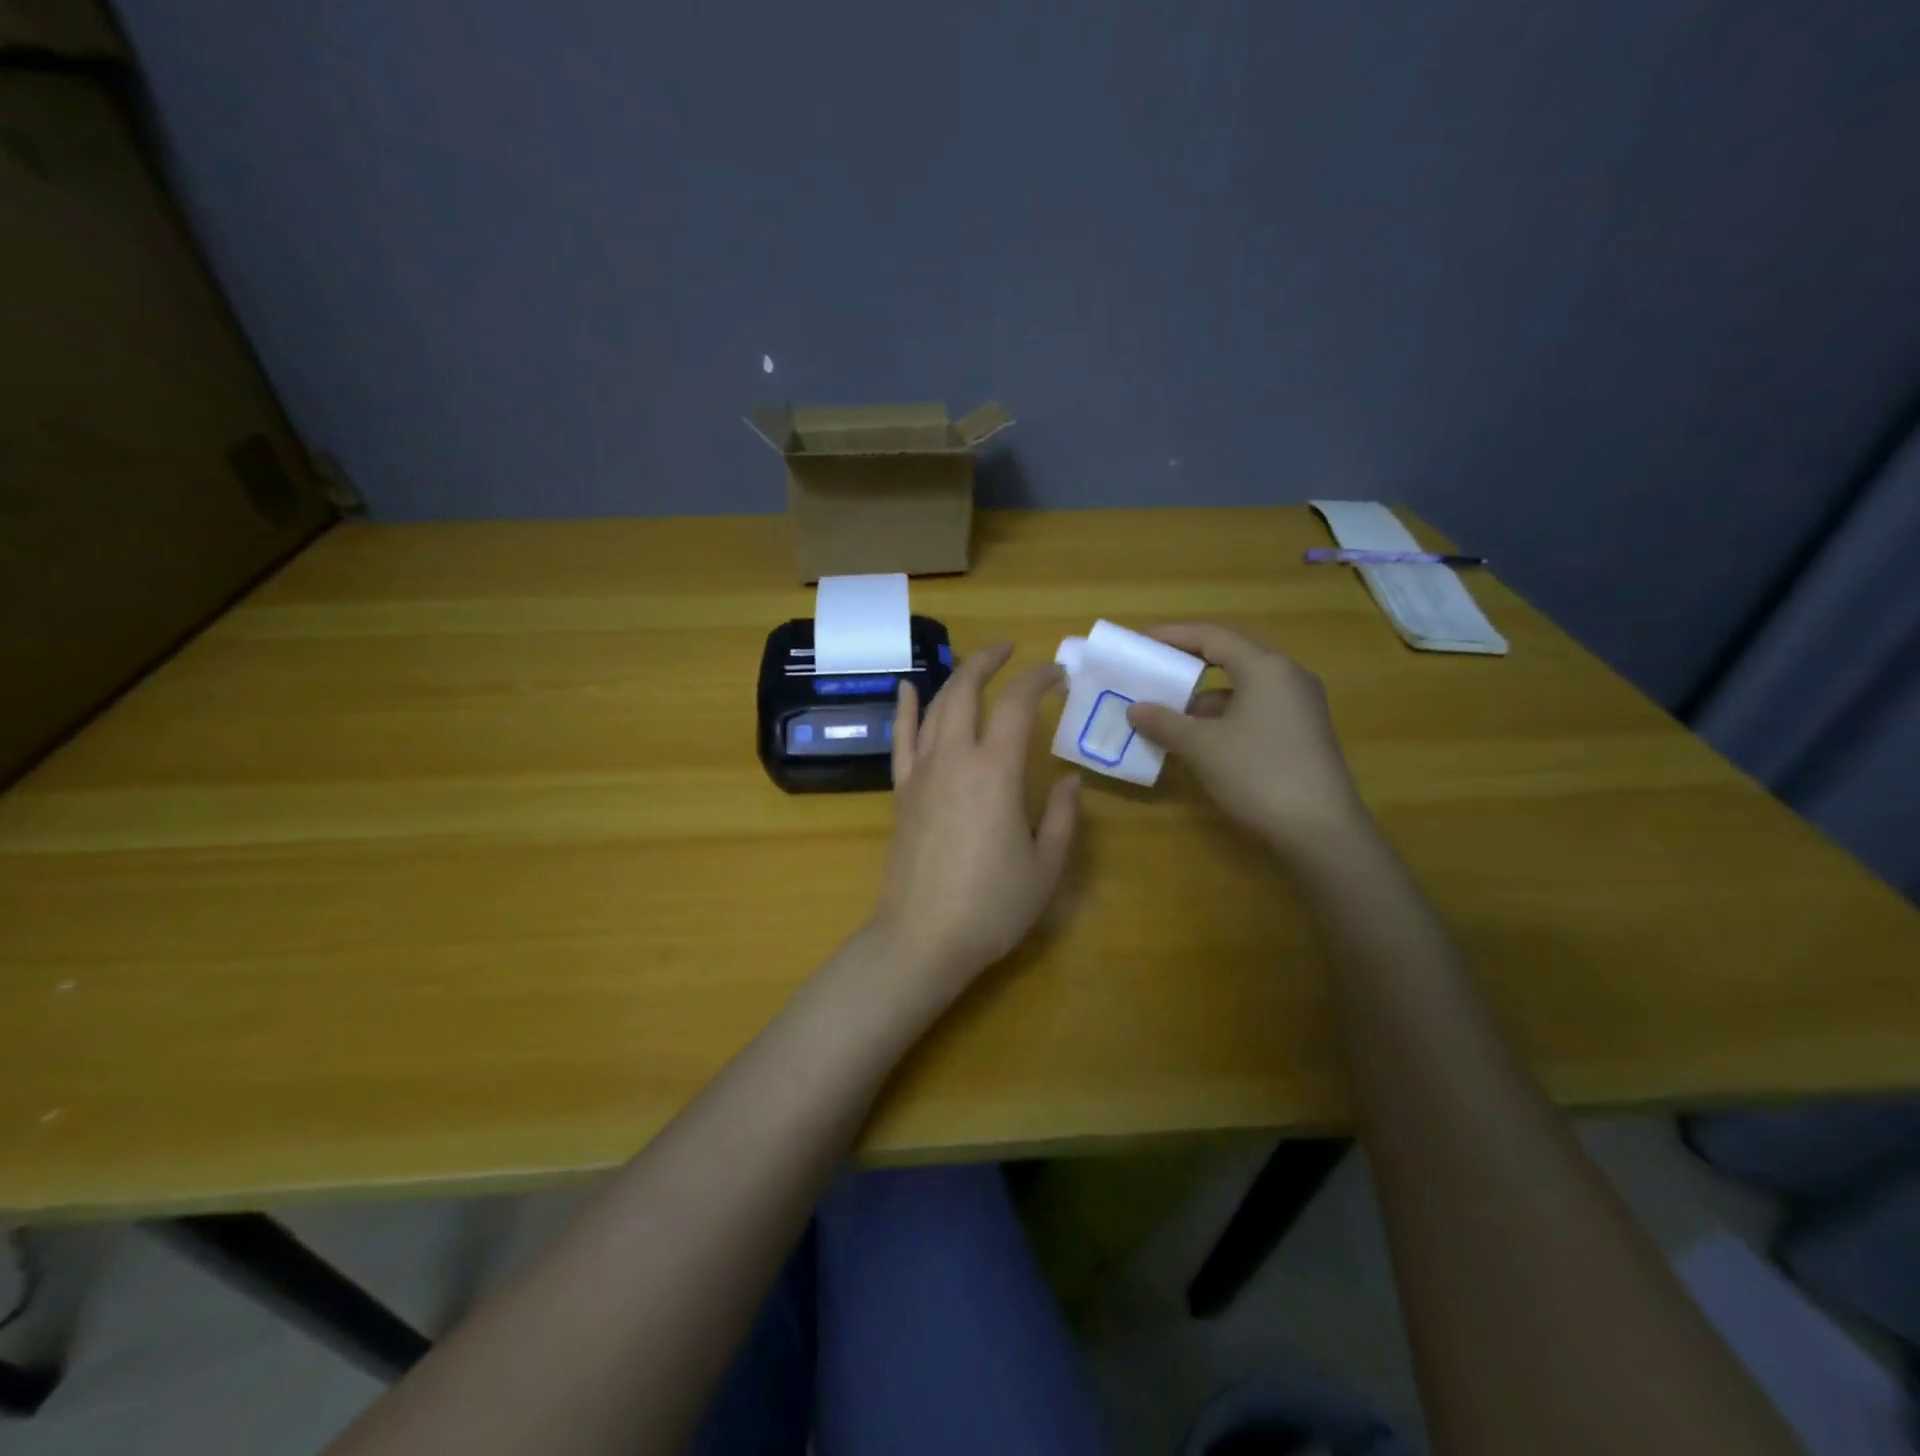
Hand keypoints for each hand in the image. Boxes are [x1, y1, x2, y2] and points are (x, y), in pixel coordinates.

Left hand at [870, 644, 1079, 1006]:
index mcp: (994, 771)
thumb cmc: (992, 907)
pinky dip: (906, 709)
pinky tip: (908, 688)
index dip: (1038, 679)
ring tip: (975, 666)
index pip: (1016, 705)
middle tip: (1010, 651)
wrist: (922, 939)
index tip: (1057, 674)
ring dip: (956, 679)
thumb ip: (1061, 816)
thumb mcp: (1045, 866)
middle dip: (988, 661)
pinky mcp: (900, 792)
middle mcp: (953, 759)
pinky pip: (901, 740)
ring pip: (935, 708)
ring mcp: (921, 773)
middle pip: (966, 691)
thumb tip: (1069, 780)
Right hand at [1125, 623, 1369, 856]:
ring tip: (1166, 711)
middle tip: (1151, 669)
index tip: (1139, 640)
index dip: (1171, 635)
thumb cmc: (1257, 773)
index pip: (1211, 635)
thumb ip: (1164, 722)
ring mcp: (1298, 705)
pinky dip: (1222, 717)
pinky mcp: (1301, 733)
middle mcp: (1286, 676)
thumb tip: (1135, 709)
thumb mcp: (1201, 747)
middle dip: (1186, 663)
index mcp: (1265, 667)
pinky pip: (1253, 709)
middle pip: (1229, 656)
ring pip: (1241, 687)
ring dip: (1202, 696)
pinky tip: (1198, 739)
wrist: (1320, 829)